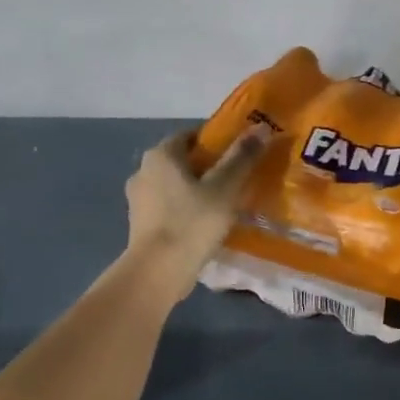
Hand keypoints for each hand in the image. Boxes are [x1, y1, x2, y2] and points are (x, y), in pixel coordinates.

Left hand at [124, 128, 271, 302]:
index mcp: (161, 155)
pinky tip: (205, 225)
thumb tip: (261, 127)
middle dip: (208, 167)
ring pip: (175, 186)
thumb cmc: (192, 223)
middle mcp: (143, 171)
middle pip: (182, 161)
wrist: (158, 271)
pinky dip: (186, 210)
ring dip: (196, 191)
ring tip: (224, 205)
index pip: (191, 135)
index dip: (217, 141)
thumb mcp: (224, 188)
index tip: (239, 154)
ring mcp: (138, 200)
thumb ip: (241, 157)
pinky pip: (169, 208)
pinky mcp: (141, 225)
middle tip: (236, 180)